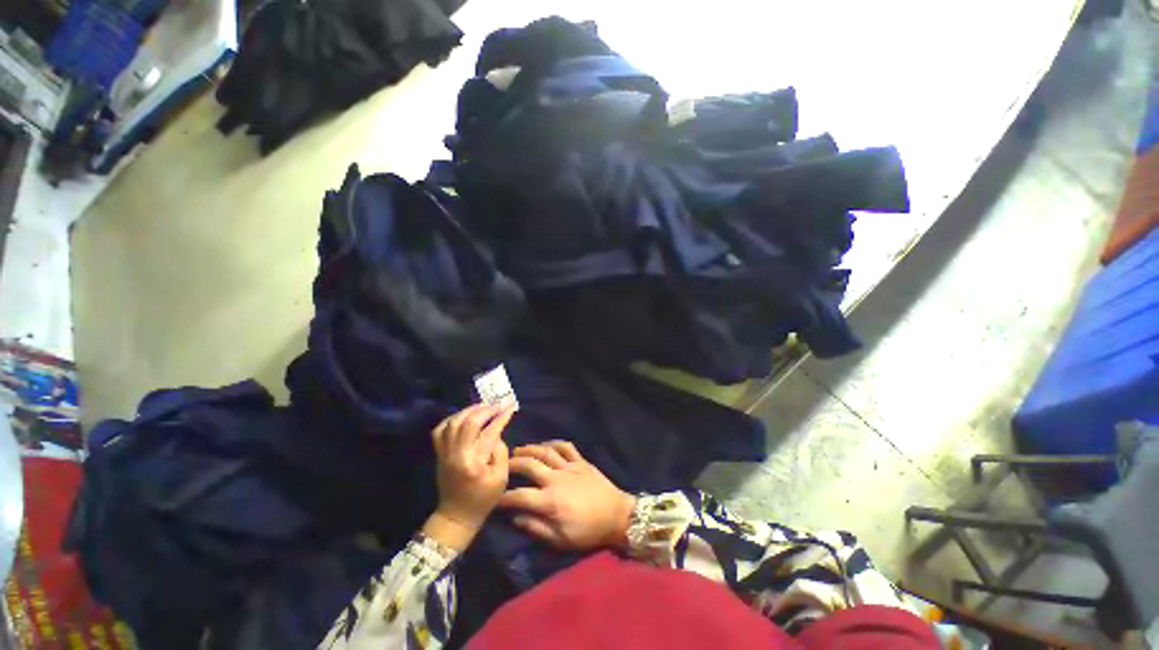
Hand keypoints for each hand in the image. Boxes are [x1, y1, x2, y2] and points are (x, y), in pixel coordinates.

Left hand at [425, 404, 513, 550]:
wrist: (456, 516)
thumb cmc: (483, 499)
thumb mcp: (501, 478)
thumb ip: (500, 452)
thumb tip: (496, 433)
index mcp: (474, 462)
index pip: (489, 432)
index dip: (501, 417)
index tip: (510, 408)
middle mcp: (457, 454)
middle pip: (469, 423)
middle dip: (485, 411)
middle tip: (497, 406)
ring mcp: (445, 453)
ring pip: (453, 423)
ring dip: (469, 411)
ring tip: (482, 407)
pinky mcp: (439, 454)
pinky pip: (440, 430)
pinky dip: (451, 419)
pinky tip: (463, 416)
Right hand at [497, 441, 635, 550]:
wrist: (617, 516)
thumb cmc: (588, 532)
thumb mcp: (560, 540)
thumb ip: (536, 528)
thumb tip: (515, 518)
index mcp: (549, 501)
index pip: (519, 496)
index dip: (504, 496)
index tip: (495, 497)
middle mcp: (556, 479)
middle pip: (529, 465)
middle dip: (513, 463)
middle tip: (504, 465)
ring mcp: (569, 466)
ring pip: (545, 451)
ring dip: (529, 449)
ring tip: (518, 450)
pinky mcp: (581, 461)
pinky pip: (565, 446)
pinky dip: (553, 443)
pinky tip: (545, 445)